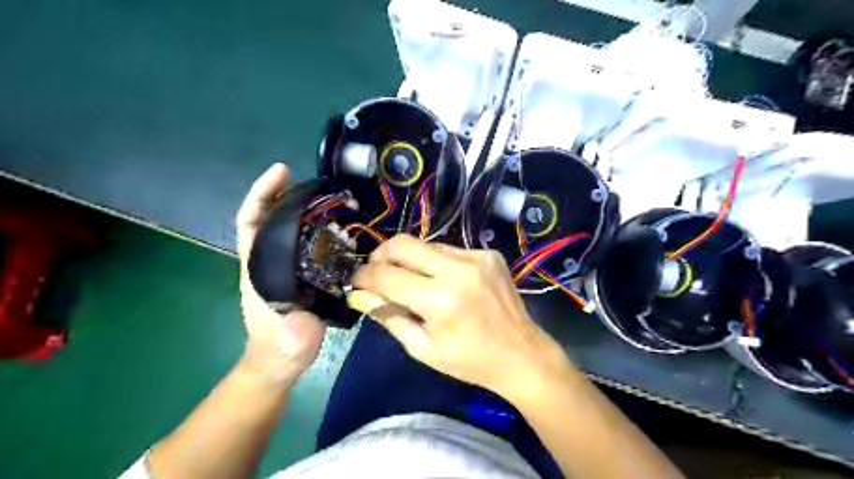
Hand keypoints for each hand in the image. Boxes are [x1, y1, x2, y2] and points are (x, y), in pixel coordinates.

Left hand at [234, 165, 324, 385]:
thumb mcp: (289, 343)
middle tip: (322, 184)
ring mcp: (284, 264)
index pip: (251, 221)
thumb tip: (305, 322)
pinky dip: (320, 227)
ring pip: (291, 226)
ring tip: (336, 200)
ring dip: (308, 207)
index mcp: (259, 268)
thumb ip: (295, 334)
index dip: (262, 193)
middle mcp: (269, 259)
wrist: (281, 360)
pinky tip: (342, 226)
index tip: (282, 171)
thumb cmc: (281, 348)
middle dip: (290, 193)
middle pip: (272, 215)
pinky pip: (308, 241)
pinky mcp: (300, 270)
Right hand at [346, 236, 572, 400]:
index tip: (356, 281)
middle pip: (402, 244)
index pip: (386, 275)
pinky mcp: (488, 253)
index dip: (364, 277)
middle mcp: (457, 269)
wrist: (522, 353)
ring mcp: (476, 257)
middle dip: (381, 255)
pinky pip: (449, 250)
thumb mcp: (422, 349)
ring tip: (411, 280)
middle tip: (376, 271)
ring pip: (425, 244)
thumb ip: (390, 317)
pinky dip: (436, 262)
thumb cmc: (470, 361)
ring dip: (410, 259)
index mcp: (440, 300)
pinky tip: (442, 280)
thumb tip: (364, 297)